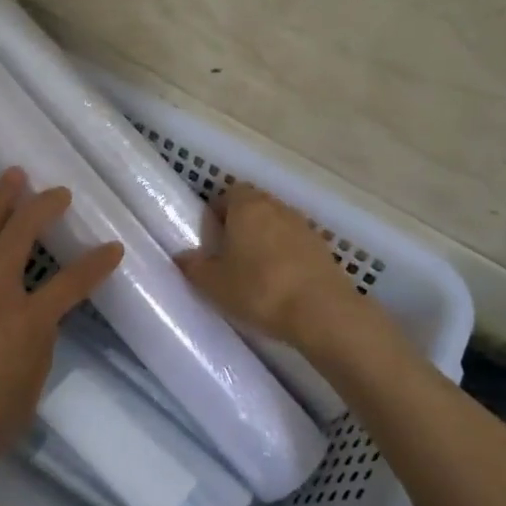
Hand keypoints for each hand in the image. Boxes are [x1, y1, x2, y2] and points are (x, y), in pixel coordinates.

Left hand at [0, 167, 124, 501]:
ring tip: (13, 175)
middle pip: (21, 234)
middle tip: (58, 192)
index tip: (114, 247)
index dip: (96, 264)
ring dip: (0, 200)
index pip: (72, 284)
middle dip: (44, 207)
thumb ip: (36, 354)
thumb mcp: (25, 399)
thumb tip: (35, 326)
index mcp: (26, 323)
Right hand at [178, 182, 364, 352]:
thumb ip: (194, 267)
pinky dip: (286, 256)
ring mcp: (304, 226)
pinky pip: (296, 244)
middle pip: (254, 206)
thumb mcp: (214, 284)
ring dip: (265, 241)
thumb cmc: (259, 290)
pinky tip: (281, 283)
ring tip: (255, 272)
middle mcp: (276, 207)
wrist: (321, 312)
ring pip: (276, 224)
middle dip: (241, 225)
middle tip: (229, 256)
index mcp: (247, 206)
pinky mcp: (323, 248)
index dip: (218, 213)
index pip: (228, 193)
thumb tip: (182, 256)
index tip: (211, 238)